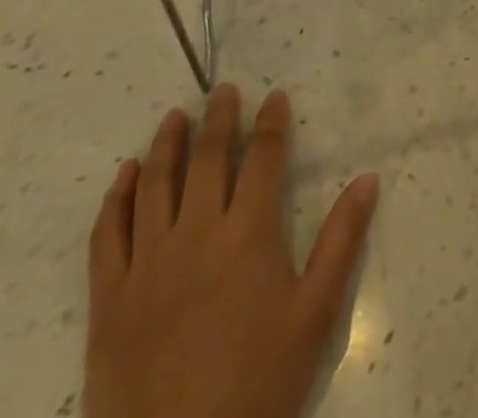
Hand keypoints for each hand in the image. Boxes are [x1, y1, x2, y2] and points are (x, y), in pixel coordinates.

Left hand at [85, 84, 379, 417]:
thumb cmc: (258, 387)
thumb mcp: (315, 316)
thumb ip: (342, 241)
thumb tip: (370, 177)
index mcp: (248, 233)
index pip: (262, 156)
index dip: (271, 121)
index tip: (274, 95)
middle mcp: (196, 234)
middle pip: (206, 158)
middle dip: (218, 118)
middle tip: (224, 90)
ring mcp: (147, 265)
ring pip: (155, 185)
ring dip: (166, 143)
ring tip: (175, 116)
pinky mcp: (110, 300)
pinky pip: (107, 235)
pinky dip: (116, 198)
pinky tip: (125, 176)